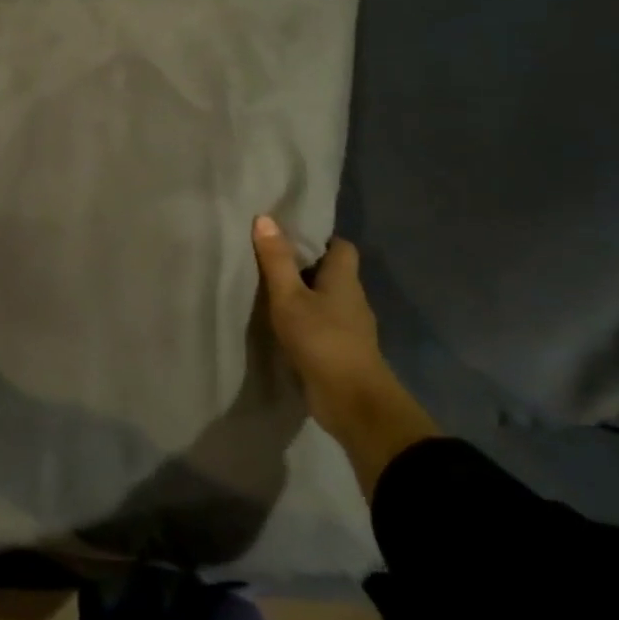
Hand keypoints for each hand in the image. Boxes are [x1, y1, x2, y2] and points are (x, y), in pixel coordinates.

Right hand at [251, 215, 439, 500]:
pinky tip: (283, 325)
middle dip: (306, 265)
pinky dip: (306, 320)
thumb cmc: (322, 340)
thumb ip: (276, 260)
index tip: (290, 236)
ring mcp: (350, 328)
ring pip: (327, 300)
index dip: (320, 239)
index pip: (341, 247)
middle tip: (270, 259)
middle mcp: (352, 299)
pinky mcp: (342, 351)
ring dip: (305, 295)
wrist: (352, 401)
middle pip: (333, 273)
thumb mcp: (289, 297)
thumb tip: (265, 218)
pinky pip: (323, 324)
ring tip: (270, 290)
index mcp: (344, 280)